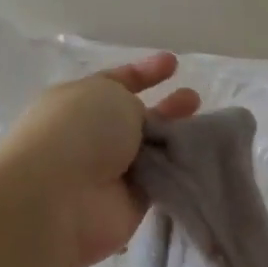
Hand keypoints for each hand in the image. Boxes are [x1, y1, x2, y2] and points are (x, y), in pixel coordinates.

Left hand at [0, 54, 200, 266]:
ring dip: (176, 139)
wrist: (60, 199)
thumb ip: (132, 102)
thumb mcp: (109, 94)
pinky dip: (179, 170)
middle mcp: (92, 136)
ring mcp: (110, 171)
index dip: (143, 72)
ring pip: (152, 150)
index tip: (173, 63)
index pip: (114, 82)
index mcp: (77, 102)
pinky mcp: (129, 203)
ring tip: (207, 129)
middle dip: (166, 108)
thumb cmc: (79, 131)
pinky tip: (205, 158)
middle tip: (193, 100)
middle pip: (136, 118)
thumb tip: (141, 123)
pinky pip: (161, 181)